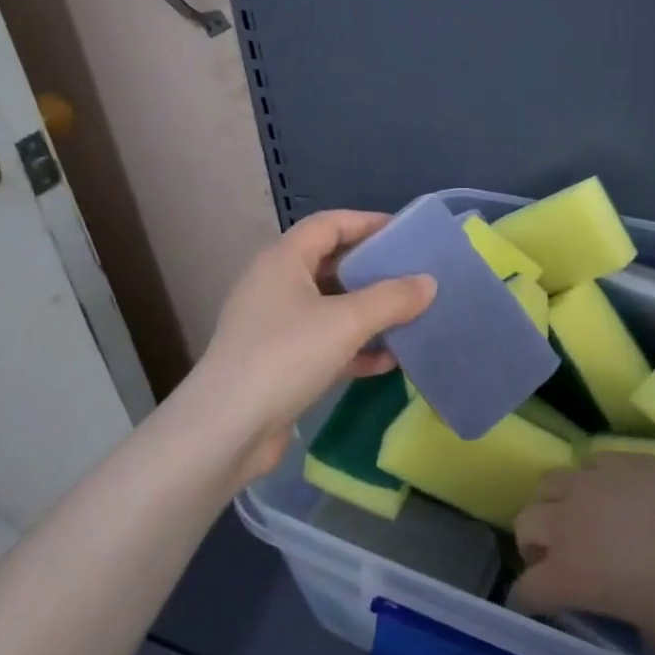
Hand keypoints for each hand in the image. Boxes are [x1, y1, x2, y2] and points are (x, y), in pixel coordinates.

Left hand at [186, 210, 434, 481]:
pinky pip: (324, 343)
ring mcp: (274, 326)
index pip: (329, 224)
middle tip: (413, 276)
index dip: (367, 222)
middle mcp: (275, 285)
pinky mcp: (279, 363)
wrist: (226, 431)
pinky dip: (354, 347)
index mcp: (283, 260)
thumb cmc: (285, 357)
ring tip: (409, 317)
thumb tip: (428, 283)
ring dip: (368, 312)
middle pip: (331, 264)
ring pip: (330, 307)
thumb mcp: (346, 322)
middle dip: (372, 270)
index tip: (405, 234)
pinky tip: (388, 361)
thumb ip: (391, 299)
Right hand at [513, 455, 654, 654]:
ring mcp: (594, 482)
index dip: (530, 602)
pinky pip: (590, 464)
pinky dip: (593, 481)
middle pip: (525, 524)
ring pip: (550, 484)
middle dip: (534, 546)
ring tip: (583, 520)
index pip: (526, 589)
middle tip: (561, 562)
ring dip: (556, 505)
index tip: (541, 609)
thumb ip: (633, 631)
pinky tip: (618, 495)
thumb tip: (635, 619)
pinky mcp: (622, 458)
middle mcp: (569, 522)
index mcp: (570, 575)